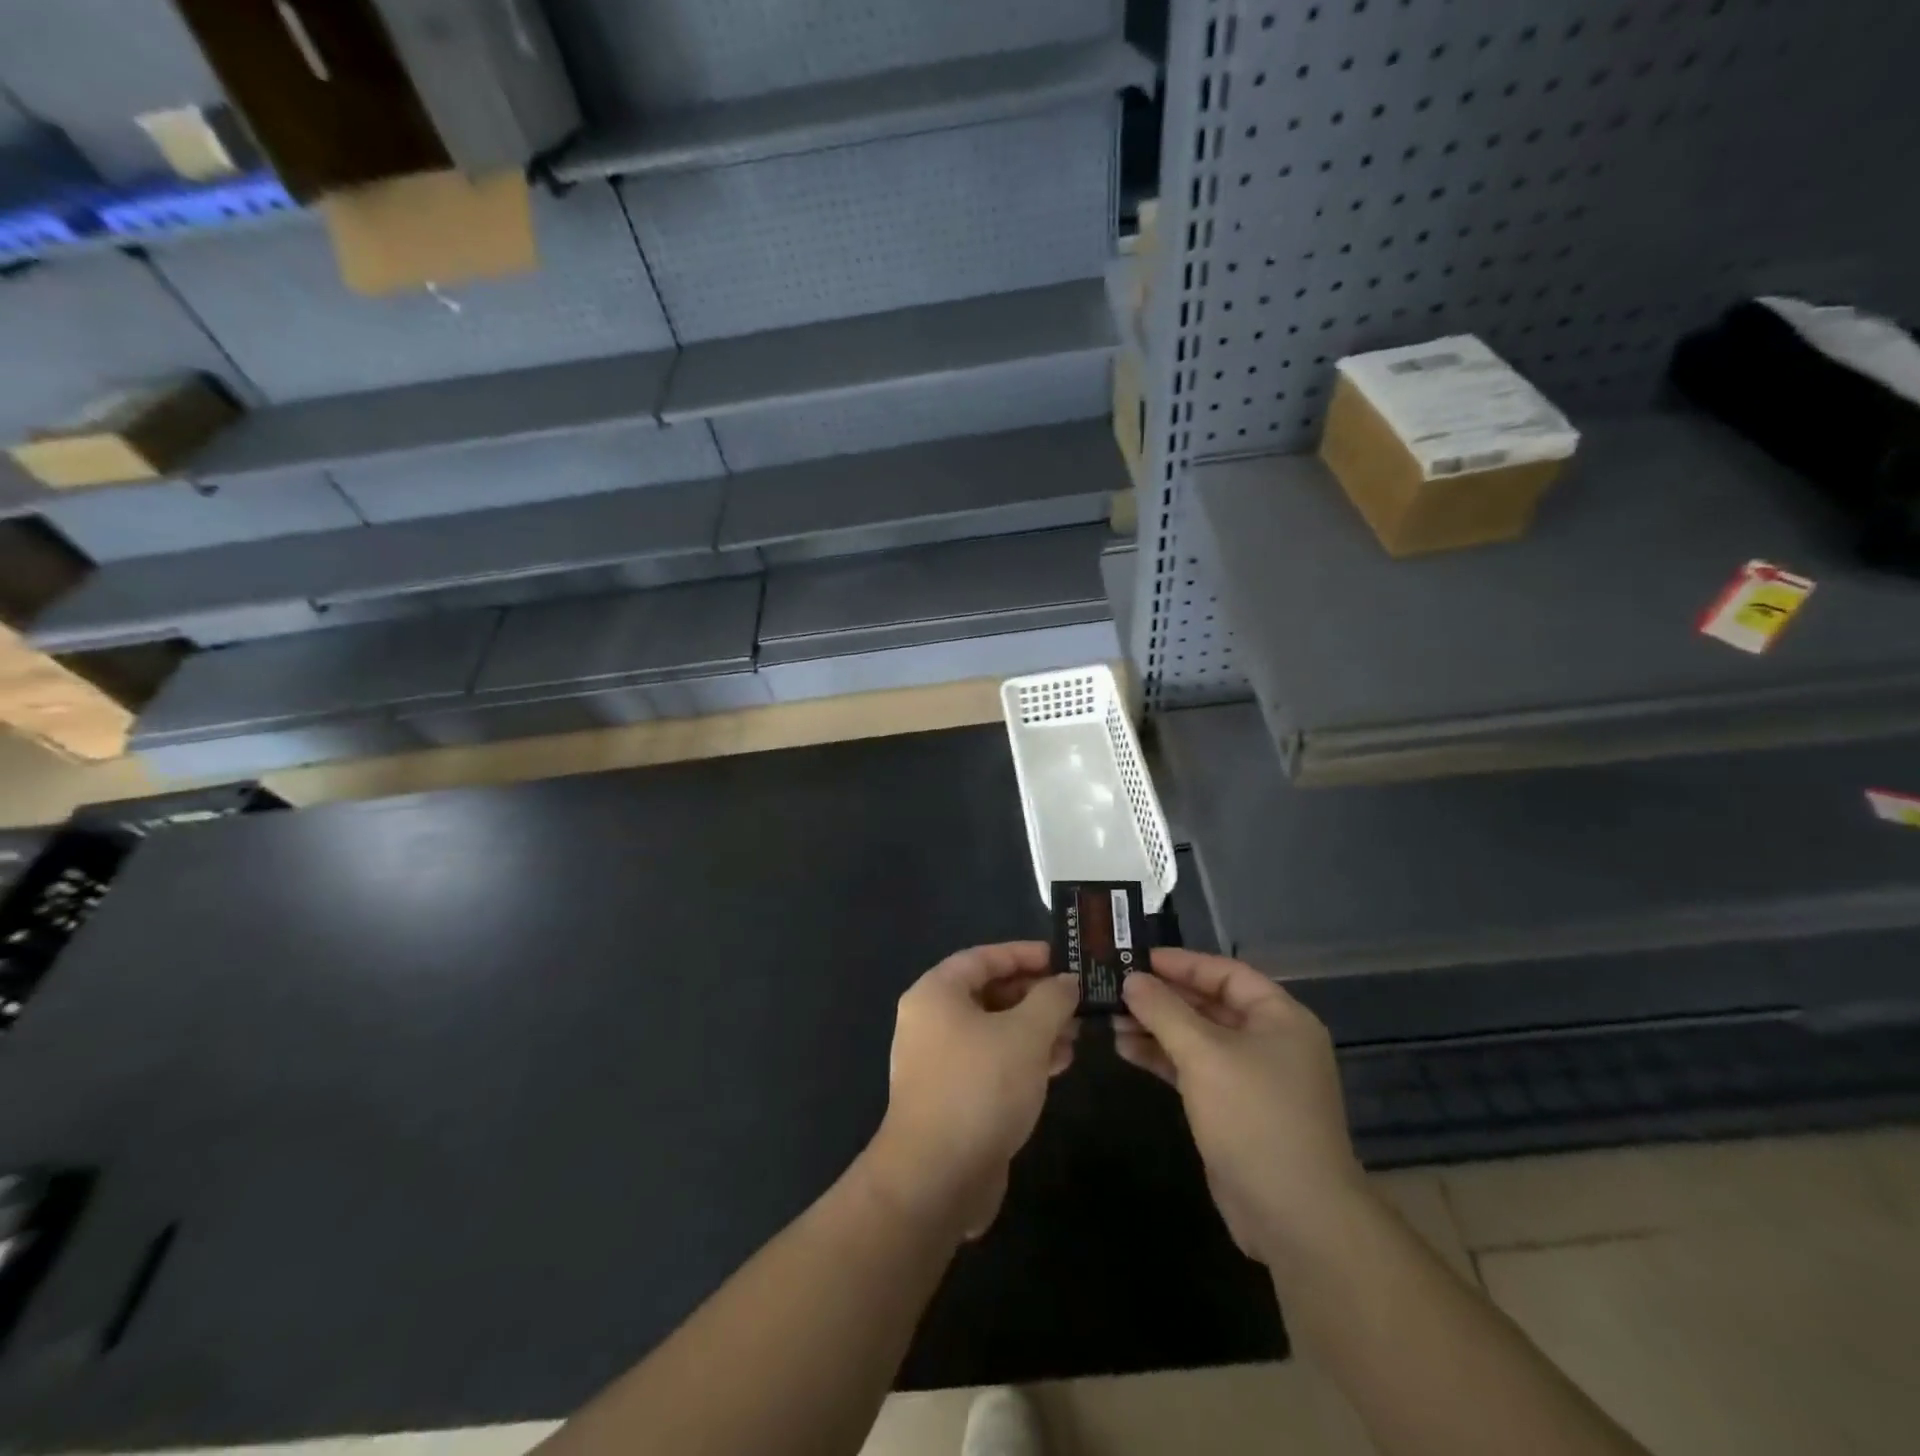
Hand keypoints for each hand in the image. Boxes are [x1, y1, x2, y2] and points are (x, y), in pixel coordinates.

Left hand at [863, 942, 1078, 1239]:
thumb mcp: (1026, 1034)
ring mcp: (939, 1061)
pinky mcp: (952, 1096)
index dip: (1024, 954)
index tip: (1063, 959)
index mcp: (936, 993)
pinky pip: (991, 1062)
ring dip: (1035, 1029)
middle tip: (1076, 1000)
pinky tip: (1058, 1064)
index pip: (983, 957)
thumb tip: (1066, 982)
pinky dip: (1023, 1058)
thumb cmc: (980, 1087)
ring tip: (1076, 1034)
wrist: (937, 1177)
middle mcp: (931, 1021)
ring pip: (994, 1030)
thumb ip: (1051, 999)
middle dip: (1035, 996)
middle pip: (989, 993)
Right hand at [1117, 949, 1366, 1265]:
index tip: (1138, 958)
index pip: (1226, 973)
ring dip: (1156, 1028)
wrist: (1295, 1216)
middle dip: (1163, 997)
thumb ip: (1164, 1011)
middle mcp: (1269, 1041)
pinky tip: (1127, 1050)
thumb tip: (1132, 979)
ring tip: (1111, 1020)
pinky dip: (1163, 1058)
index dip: (1182, 963)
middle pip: (1210, 1004)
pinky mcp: (1234, 1109)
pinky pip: (1194, 1069)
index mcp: (1279, 1018)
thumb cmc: (1254, 1117)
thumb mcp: (1204, 1054)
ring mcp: (1252, 1078)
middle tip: (1116, 987)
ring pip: (1198, 1038)